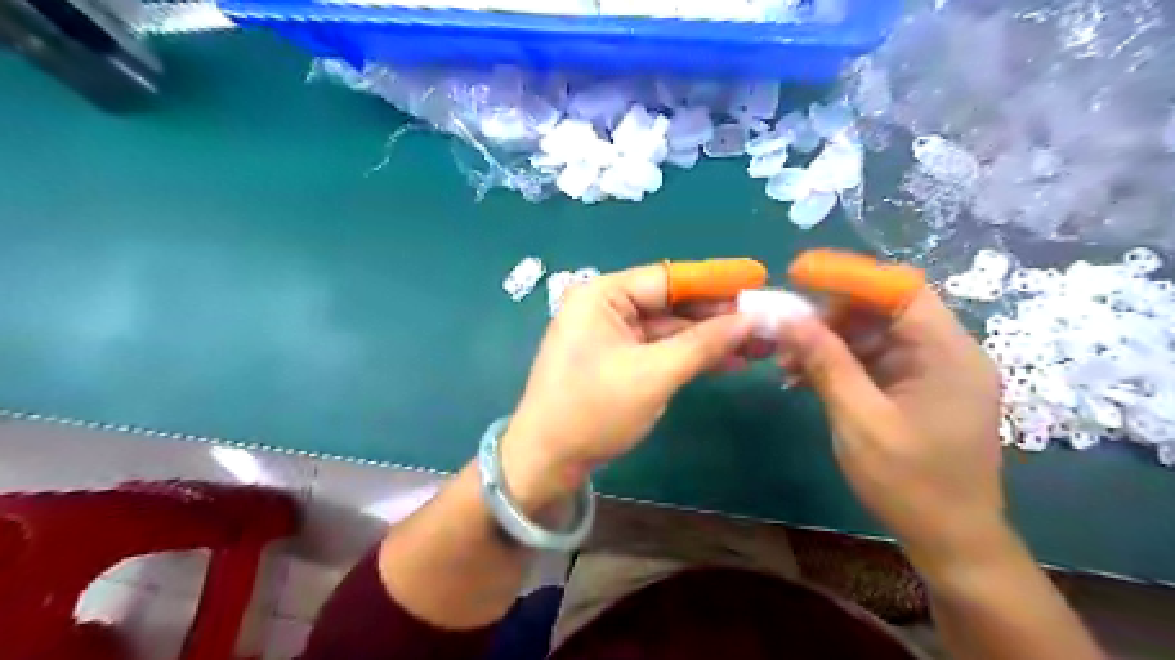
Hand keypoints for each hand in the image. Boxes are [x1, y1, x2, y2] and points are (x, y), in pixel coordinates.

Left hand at [497, 266, 750, 512]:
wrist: (547, 461)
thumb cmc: (593, 411)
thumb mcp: (653, 374)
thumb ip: (703, 344)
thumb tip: (751, 319)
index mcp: (602, 295)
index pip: (668, 278)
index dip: (715, 282)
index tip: (759, 280)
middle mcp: (605, 307)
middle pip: (671, 303)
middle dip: (717, 316)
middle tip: (766, 322)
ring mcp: (611, 336)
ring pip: (669, 329)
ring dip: (709, 339)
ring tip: (759, 344)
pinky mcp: (617, 361)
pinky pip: (660, 350)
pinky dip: (690, 356)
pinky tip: (728, 361)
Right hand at [784, 292, 1004, 563]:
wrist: (951, 541)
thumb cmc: (910, 483)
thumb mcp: (859, 420)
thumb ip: (826, 363)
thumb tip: (789, 318)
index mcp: (947, 354)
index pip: (900, 289)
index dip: (849, 275)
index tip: (799, 274)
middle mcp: (946, 353)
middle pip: (885, 308)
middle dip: (831, 314)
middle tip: (787, 330)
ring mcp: (932, 372)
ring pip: (875, 334)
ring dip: (830, 341)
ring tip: (787, 361)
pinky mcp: (917, 389)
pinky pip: (875, 360)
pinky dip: (840, 363)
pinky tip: (805, 377)